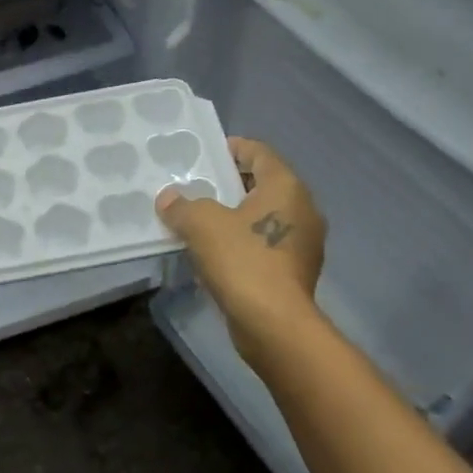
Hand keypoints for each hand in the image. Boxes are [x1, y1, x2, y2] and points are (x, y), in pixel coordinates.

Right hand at [156, 138, 325, 361]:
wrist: (274, 324)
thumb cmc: (243, 261)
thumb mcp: (202, 225)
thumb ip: (183, 206)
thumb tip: (169, 198)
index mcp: (286, 187)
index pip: (259, 153)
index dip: (232, 149)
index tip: (206, 153)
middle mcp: (303, 209)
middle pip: (263, 185)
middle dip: (229, 185)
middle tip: (196, 188)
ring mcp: (304, 243)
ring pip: (264, 218)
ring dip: (235, 218)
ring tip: (200, 223)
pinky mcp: (295, 272)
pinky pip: (265, 246)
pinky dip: (243, 244)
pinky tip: (216, 256)